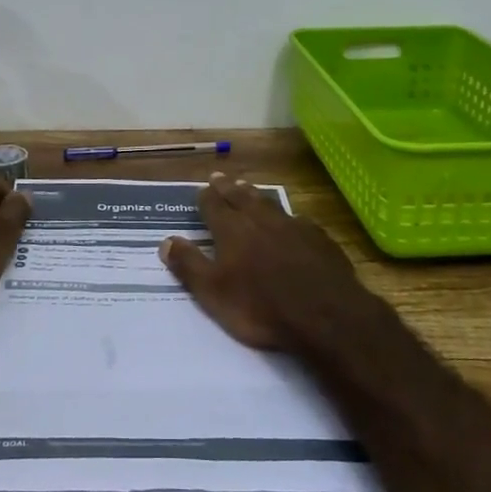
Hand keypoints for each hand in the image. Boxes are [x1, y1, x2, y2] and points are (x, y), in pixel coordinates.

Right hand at [159, 172, 371, 351]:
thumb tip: (166, 240)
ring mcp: (293, 226)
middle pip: (240, 198)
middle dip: (228, 188)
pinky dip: (287, 217)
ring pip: (269, 203)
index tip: (201, 189)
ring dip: (255, 195)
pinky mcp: (319, 239)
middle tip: (220, 177)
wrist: (324, 314)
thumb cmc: (260, 306)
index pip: (213, 206)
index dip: (205, 197)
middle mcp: (260, 220)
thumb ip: (189, 265)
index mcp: (232, 230)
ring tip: (248, 188)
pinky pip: (297, 220)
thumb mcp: (213, 293)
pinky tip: (291, 220)